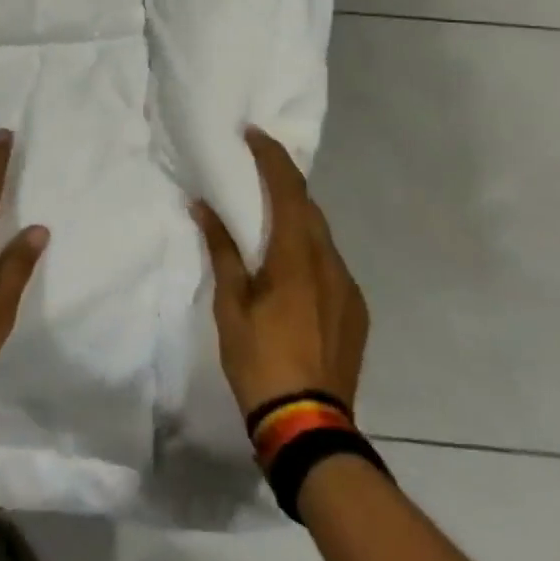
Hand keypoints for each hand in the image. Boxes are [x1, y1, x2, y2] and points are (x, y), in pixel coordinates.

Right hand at [194, 126, 368, 418]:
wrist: (309, 426)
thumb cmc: (260, 360)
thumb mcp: (230, 304)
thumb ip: (222, 251)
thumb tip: (204, 206)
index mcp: (298, 257)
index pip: (288, 190)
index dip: (272, 157)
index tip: (253, 134)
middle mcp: (331, 264)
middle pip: (308, 208)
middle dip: (283, 184)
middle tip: (255, 173)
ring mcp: (348, 290)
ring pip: (321, 238)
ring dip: (295, 220)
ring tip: (267, 220)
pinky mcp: (356, 312)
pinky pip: (330, 265)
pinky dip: (308, 252)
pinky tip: (289, 270)